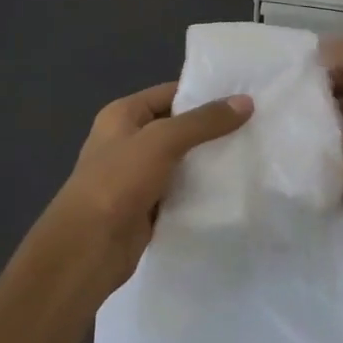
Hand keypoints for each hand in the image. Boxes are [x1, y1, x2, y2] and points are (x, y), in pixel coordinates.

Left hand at [49, 81, 252, 290]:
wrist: (88, 249)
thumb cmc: (118, 181)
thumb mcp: (162, 141)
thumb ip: (203, 122)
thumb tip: (246, 102)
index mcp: (123, 115)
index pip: (170, 93)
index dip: (204, 94)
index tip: (244, 97)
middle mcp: (129, 140)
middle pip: (178, 127)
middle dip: (211, 129)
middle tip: (255, 126)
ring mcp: (137, 176)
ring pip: (182, 160)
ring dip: (209, 161)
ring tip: (251, 154)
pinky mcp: (148, 207)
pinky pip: (180, 190)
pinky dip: (201, 190)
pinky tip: (232, 188)